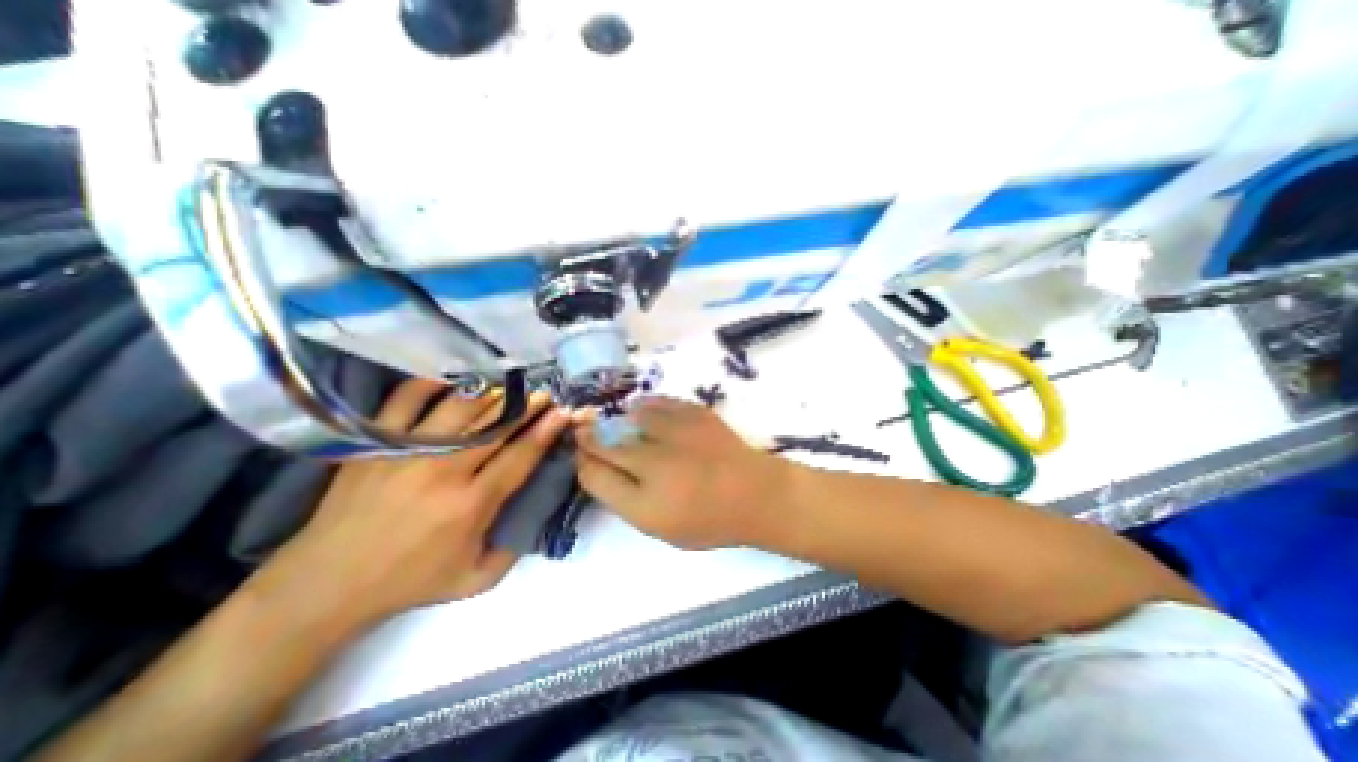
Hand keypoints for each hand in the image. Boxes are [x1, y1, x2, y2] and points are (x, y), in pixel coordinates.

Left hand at [251, 379, 567, 634]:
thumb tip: (536, 509)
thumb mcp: (476, 579)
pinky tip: (453, 383)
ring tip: (509, 388)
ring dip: (492, 394)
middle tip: (545, 394)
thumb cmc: (410, 582)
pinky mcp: (376, 443)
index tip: (563, 412)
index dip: (546, 430)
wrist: (325, 585)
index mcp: (471, 504)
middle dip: (528, 406)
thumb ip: (515, 547)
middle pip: (496, 425)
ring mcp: (407, 451)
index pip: (520, 455)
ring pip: (461, 407)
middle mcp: (443, 471)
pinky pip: (407, 399)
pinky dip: (432, 385)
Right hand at [576, 395, 798, 551]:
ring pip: (628, 417)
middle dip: (588, 437)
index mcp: (646, 504)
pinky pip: (656, 402)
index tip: (581, 456)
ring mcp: (676, 433)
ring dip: (618, 421)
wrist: (756, 493)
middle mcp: (656, 464)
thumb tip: (597, 468)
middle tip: (585, 432)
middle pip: (603, 442)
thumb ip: (623, 498)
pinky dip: (644, 407)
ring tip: (622, 426)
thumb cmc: (708, 519)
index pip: (593, 475)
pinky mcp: (694, 413)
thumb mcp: (660, 526)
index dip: (581, 462)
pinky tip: (645, 414)